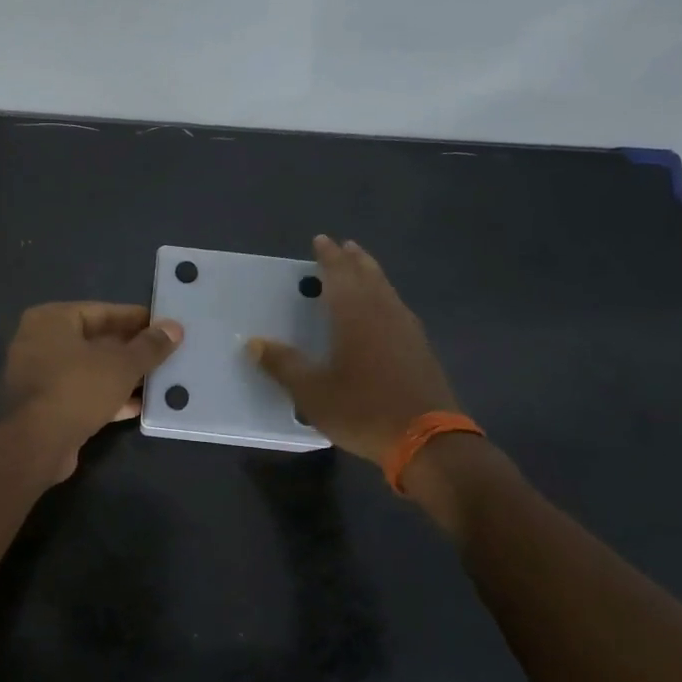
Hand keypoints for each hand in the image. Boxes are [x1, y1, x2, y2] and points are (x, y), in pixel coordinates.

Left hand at [5, 302, 183, 475]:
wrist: (38, 444)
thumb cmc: (78, 388)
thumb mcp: (122, 364)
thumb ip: (150, 346)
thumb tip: (174, 328)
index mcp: (51, 320)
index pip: (101, 311)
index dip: (135, 319)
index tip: (162, 326)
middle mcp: (39, 342)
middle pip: (95, 340)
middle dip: (130, 349)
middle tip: (163, 352)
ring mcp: (39, 375)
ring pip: (89, 369)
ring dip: (121, 375)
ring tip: (157, 379)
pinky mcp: (45, 405)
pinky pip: (82, 393)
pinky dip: (107, 396)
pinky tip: (138, 405)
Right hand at [249, 236, 459, 467]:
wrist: (428, 441)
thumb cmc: (363, 409)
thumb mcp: (312, 392)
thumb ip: (283, 365)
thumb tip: (254, 343)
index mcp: (355, 315)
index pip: (339, 274)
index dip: (328, 257)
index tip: (321, 240)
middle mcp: (383, 312)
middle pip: (368, 275)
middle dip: (353, 259)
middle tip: (343, 245)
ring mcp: (407, 330)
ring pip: (387, 289)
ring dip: (372, 274)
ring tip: (362, 267)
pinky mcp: (421, 349)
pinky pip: (397, 307)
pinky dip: (385, 296)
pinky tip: (384, 310)